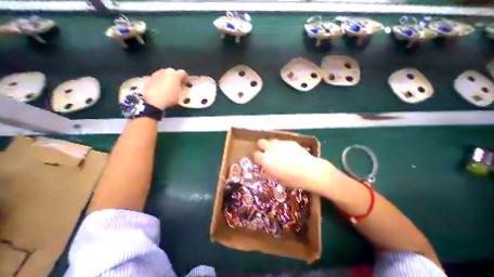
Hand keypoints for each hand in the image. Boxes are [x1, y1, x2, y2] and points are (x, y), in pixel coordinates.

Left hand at [145, 67, 189, 108]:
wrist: (152, 101)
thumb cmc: (170, 97)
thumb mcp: (180, 95)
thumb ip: (182, 89)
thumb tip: (182, 87)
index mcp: (175, 74)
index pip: (183, 73)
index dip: (186, 78)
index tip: (187, 83)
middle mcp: (166, 71)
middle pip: (173, 72)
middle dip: (176, 77)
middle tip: (178, 84)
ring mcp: (156, 73)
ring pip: (165, 74)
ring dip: (168, 79)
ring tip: (169, 86)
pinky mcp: (150, 78)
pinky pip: (159, 78)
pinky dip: (161, 81)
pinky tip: (162, 88)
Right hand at [255, 139, 346, 195]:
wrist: (310, 171)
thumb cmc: (292, 179)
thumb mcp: (278, 179)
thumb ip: (268, 173)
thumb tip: (264, 171)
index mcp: (266, 159)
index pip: (256, 154)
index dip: (257, 157)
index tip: (260, 160)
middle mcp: (271, 149)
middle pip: (261, 142)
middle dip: (262, 146)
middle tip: (266, 152)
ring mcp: (281, 144)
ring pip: (272, 140)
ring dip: (272, 145)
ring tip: (278, 151)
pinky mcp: (290, 142)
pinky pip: (283, 142)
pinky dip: (283, 146)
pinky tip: (290, 152)